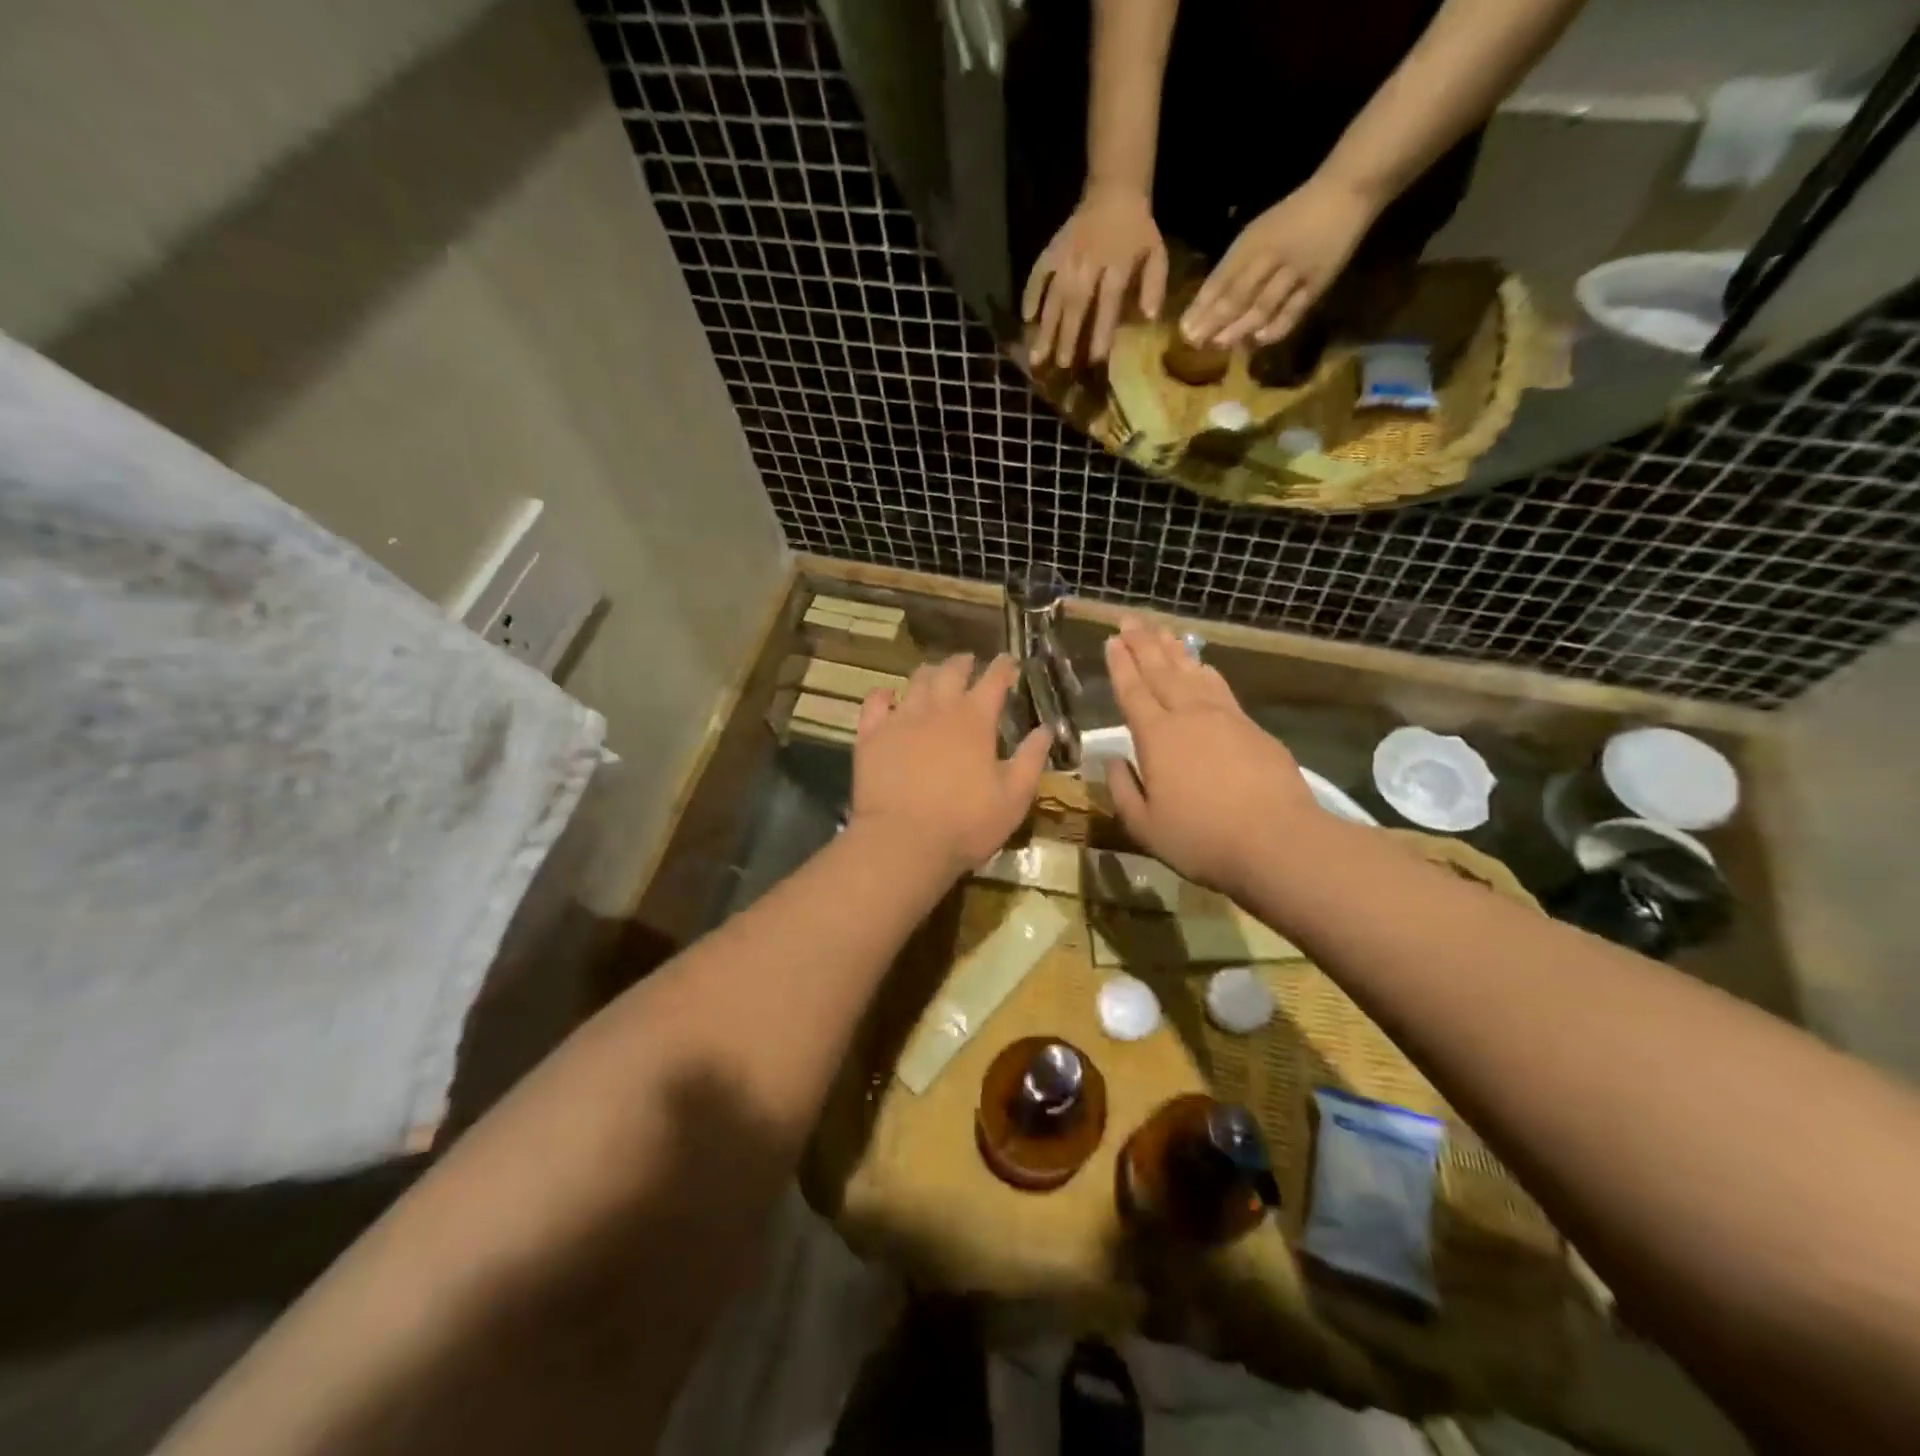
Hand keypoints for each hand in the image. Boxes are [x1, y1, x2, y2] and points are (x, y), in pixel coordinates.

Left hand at [851, 653, 1051, 877]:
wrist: (903, 842)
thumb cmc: (966, 823)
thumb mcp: (1014, 797)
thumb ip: (1031, 759)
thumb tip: (1046, 728)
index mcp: (975, 720)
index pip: (994, 680)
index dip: (1003, 667)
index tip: (1009, 661)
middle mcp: (938, 709)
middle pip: (951, 672)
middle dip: (963, 663)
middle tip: (969, 662)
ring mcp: (901, 719)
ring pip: (915, 681)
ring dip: (929, 673)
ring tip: (934, 674)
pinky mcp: (871, 735)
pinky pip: (875, 702)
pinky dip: (884, 693)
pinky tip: (888, 694)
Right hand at [1023, 184, 1169, 369]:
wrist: (1114, 192)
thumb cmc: (1137, 232)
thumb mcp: (1156, 253)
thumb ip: (1154, 285)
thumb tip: (1149, 318)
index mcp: (1118, 262)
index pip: (1108, 301)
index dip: (1101, 330)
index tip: (1095, 359)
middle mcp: (1089, 261)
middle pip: (1076, 302)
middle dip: (1067, 335)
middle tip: (1061, 365)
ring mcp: (1067, 256)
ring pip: (1054, 294)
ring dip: (1046, 326)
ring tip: (1037, 356)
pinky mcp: (1051, 250)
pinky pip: (1037, 273)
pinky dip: (1030, 294)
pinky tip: (1026, 319)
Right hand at [1103, 618, 1320, 894]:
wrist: (1277, 841)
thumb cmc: (1201, 838)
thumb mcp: (1145, 826)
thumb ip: (1123, 790)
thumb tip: (1112, 761)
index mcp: (1156, 737)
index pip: (1132, 692)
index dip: (1120, 665)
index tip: (1111, 640)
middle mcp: (1188, 716)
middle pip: (1161, 671)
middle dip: (1143, 644)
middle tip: (1131, 620)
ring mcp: (1224, 718)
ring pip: (1192, 673)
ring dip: (1174, 650)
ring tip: (1162, 631)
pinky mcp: (1252, 728)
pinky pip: (1220, 688)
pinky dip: (1206, 671)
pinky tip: (1202, 665)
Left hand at [1178, 177, 1378, 349]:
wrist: (1346, 192)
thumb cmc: (1293, 216)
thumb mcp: (1258, 233)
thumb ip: (1236, 266)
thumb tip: (1207, 306)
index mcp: (1253, 241)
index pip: (1221, 278)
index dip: (1201, 306)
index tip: (1183, 329)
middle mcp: (1271, 256)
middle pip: (1237, 294)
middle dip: (1213, 321)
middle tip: (1194, 342)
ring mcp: (1295, 271)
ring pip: (1261, 305)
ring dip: (1238, 328)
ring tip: (1218, 344)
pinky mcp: (1317, 283)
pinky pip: (1293, 310)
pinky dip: (1275, 327)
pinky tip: (1258, 340)